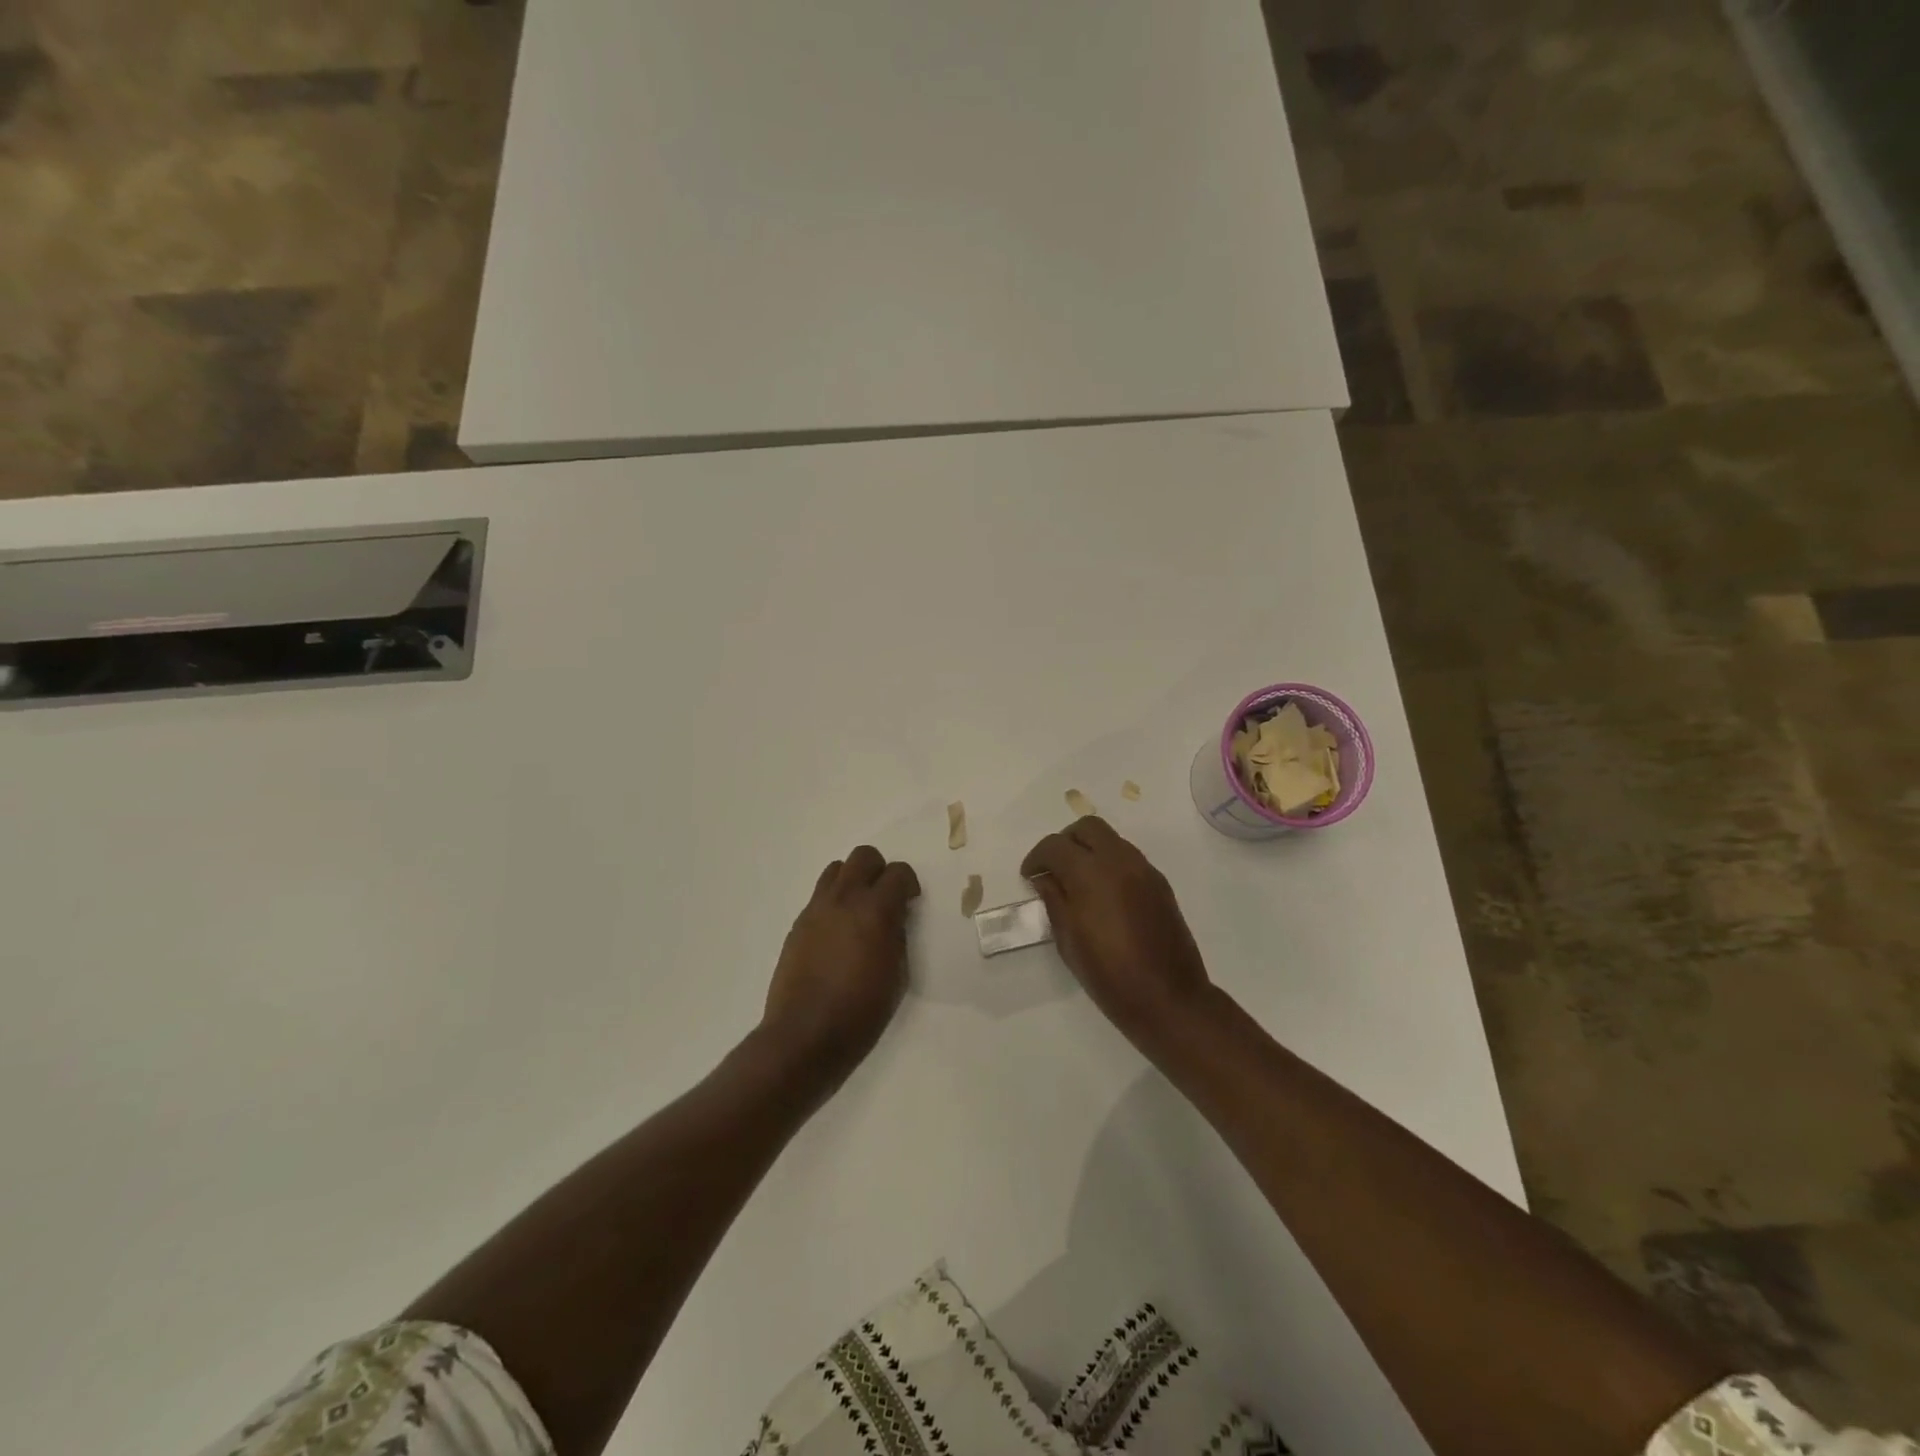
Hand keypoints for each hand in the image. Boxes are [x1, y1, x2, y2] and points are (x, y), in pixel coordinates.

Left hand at [761, 845, 920, 1085]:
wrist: (806, 1034)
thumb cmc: (862, 1011)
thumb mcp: (898, 975)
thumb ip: (898, 935)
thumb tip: (894, 918)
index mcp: (875, 910)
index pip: (898, 872)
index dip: (908, 883)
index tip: (910, 901)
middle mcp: (844, 899)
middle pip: (863, 856)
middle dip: (879, 871)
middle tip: (885, 898)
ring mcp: (816, 909)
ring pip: (836, 870)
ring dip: (853, 881)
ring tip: (859, 911)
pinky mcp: (798, 924)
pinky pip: (820, 896)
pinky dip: (834, 902)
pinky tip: (837, 933)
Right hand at [1021, 817, 1214, 1053]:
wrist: (1168, 998)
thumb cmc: (1109, 975)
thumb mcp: (1068, 940)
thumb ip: (1054, 900)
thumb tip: (1045, 878)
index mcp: (1091, 873)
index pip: (1055, 845)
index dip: (1036, 857)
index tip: (1029, 876)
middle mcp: (1119, 861)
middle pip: (1087, 828)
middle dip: (1065, 841)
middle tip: (1054, 868)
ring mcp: (1144, 870)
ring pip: (1111, 839)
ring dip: (1090, 850)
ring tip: (1078, 881)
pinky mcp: (1160, 884)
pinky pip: (1128, 858)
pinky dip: (1110, 863)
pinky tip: (1104, 894)